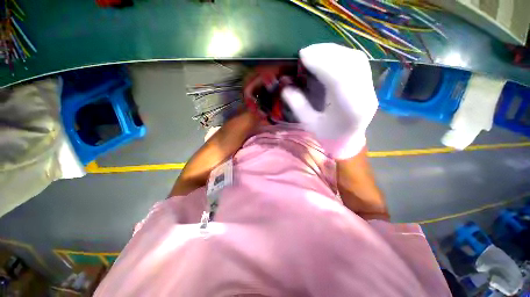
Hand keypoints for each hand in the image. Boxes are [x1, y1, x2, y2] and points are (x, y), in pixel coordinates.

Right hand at [281, 43, 377, 159]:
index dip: (321, 63)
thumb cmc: (328, 137)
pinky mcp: (368, 83)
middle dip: (326, 53)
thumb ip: (298, 106)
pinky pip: (357, 62)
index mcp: (351, 110)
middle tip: (306, 52)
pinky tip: (327, 56)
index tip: (303, 56)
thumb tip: (285, 88)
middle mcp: (366, 95)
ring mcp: (370, 88)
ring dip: (334, 51)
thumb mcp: (310, 125)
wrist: (348, 141)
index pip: (339, 79)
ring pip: (356, 59)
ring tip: (314, 51)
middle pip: (351, 63)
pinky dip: (341, 54)